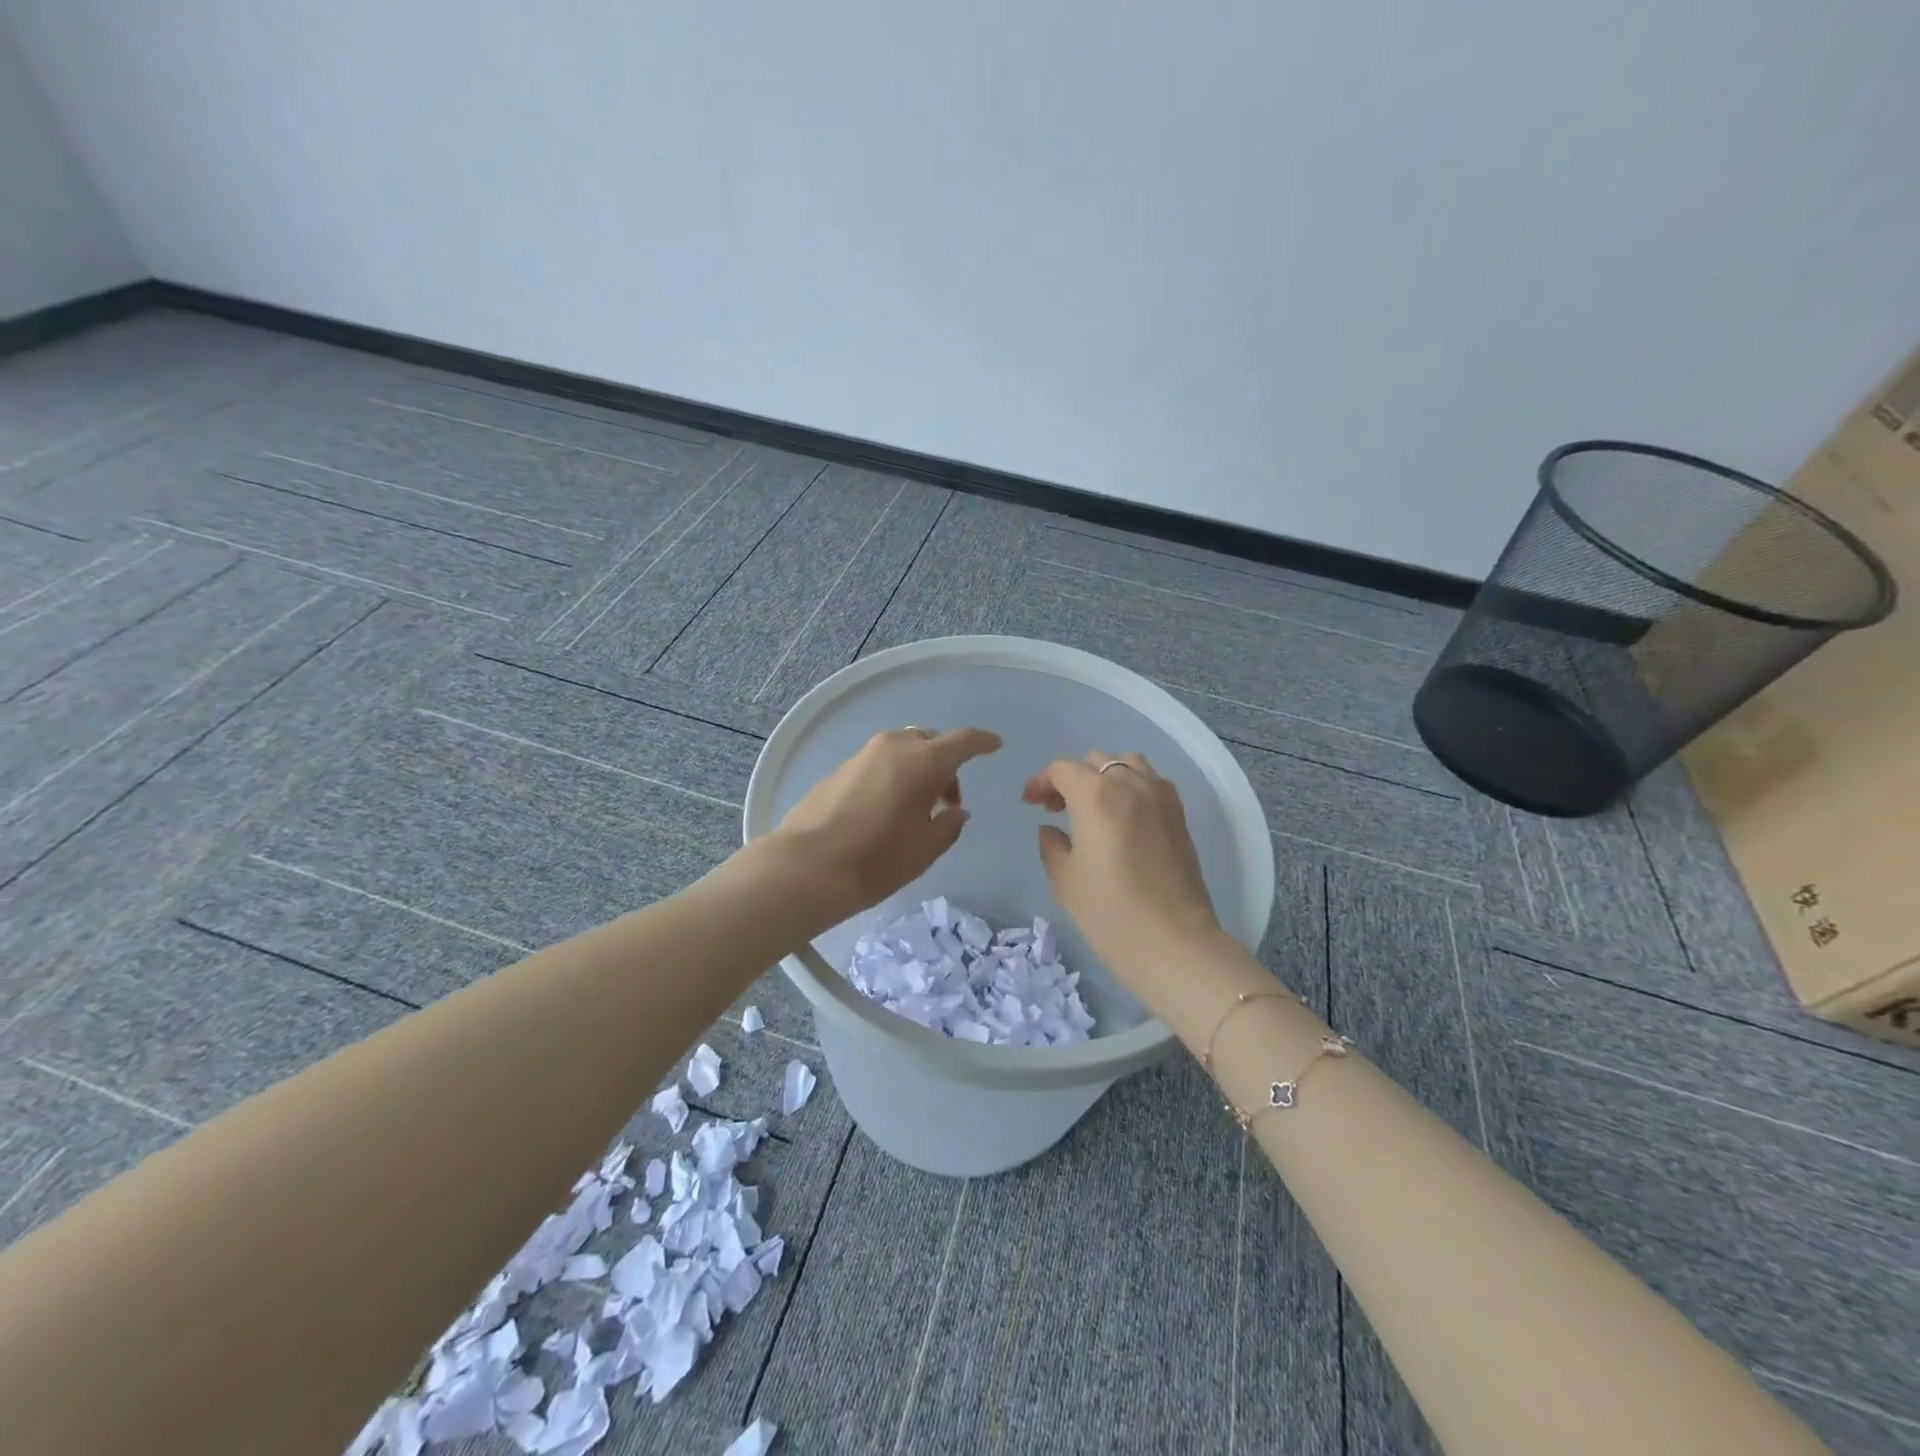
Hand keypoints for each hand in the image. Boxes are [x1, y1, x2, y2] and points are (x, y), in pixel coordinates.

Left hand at [774, 726, 1001, 923]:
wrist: (807, 867)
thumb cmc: (877, 858)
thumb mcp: (926, 848)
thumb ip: (949, 825)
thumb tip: (955, 811)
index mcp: (923, 760)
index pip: (963, 740)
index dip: (982, 742)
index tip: (995, 745)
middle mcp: (893, 746)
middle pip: (930, 742)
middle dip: (945, 764)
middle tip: (947, 801)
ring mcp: (862, 755)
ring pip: (902, 751)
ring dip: (916, 770)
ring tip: (915, 809)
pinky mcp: (839, 769)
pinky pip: (878, 764)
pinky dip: (892, 777)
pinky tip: (884, 810)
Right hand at [1023, 751, 1223, 989]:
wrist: (1174, 943)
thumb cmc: (1109, 912)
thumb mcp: (1065, 879)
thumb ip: (1052, 845)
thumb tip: (1052, 829)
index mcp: (1096, 795)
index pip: (1063, 769)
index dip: (1041, 781)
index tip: (1030, 802)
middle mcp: (1130, 783)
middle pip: (1095, 761)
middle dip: (1071, 778)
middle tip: (1056, 808)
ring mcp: (1160, 796)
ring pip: (1128, 763)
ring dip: (1105, 776)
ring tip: (1094, 806)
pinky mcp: (1179, 814)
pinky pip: (1151, 782)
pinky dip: (1132, 786)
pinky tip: (1123, 816)